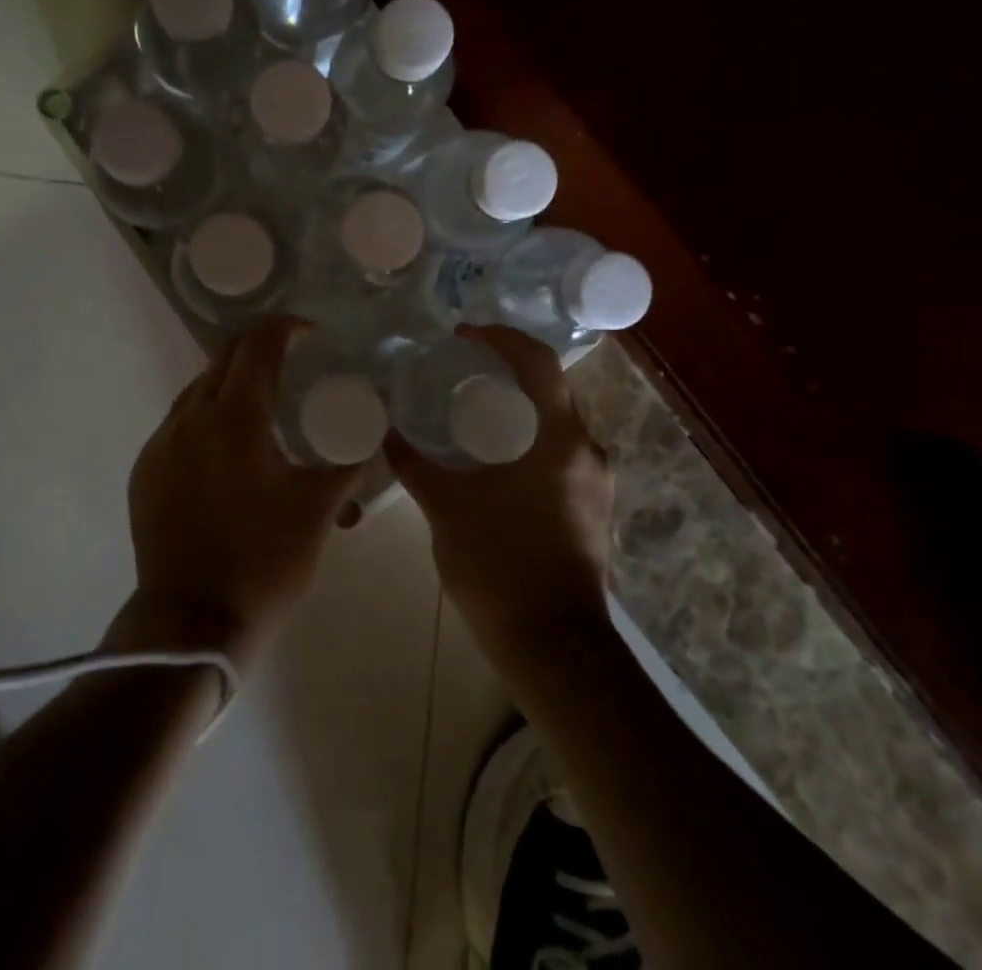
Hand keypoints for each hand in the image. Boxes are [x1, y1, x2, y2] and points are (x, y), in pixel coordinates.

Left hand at [117, 316, 363, 669]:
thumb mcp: (319, 510)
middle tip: (290, 361)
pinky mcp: (146, 469)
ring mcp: (162, 443)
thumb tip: (369, 434)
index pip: (258, 345)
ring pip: (198, 389)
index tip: (309, 333)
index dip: (285, 328)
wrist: (190, 622)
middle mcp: (192, 417)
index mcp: (237, 418)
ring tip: (261, 405)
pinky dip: (207, 416)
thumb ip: (347, 462)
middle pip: (224, 357)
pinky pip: (179, 423)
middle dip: (258, 348)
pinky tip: (226, 448)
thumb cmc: (264, 562)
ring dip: (231, 383)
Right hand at [385, 326, 613, 656]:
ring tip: (473, 412)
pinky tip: (495, 458)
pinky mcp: (593, 507)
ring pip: (557, 422)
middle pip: (550, 388)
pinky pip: (561, 452)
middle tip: (462, 371)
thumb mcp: (445, 508)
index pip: (538, 362)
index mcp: (557, 438)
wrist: (553, 646)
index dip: (502, 338)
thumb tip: (384, 429)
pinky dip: (529, 439)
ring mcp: (596, 481)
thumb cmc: (498, 565)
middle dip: (508, 371)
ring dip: (519, 407)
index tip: (464, 335)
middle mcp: (586, 450)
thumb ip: (414, 462)